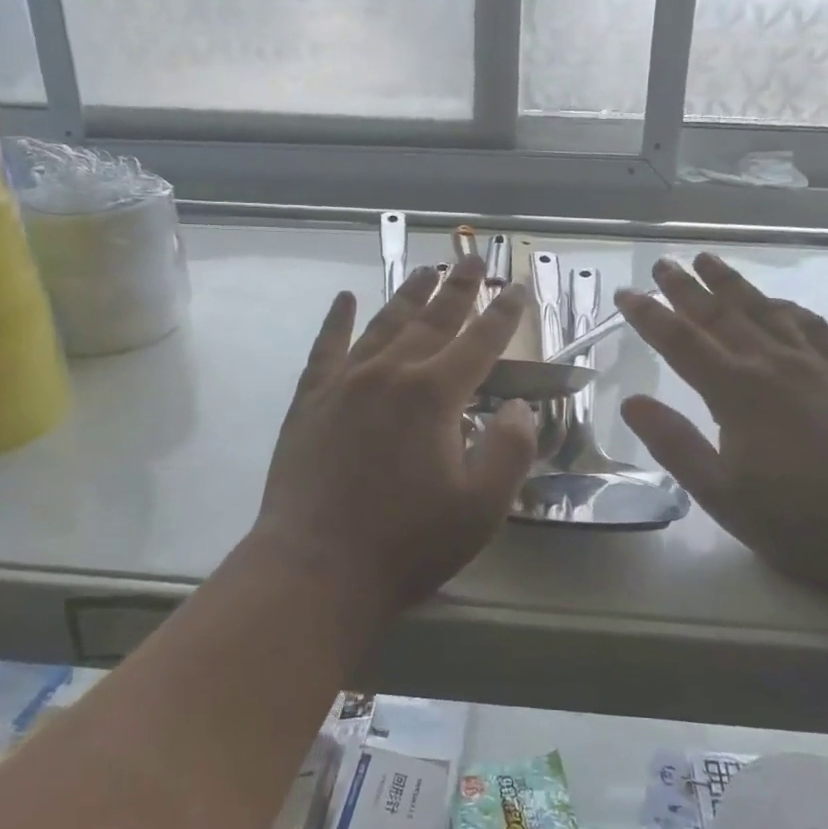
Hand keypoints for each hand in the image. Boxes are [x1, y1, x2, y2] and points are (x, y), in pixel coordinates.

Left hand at [254, 255, 538, 616]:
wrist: (316, 569)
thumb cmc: (408, 543)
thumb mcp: (482, 507)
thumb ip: (510, 449)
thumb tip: (518, 407)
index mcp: (434, 394)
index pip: (480, 342)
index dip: (504, 314)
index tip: (517, 288)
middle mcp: (390, 373)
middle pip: (432, 320)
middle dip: (457, 288)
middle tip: (472, 259)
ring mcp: (344, 383)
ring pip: (383, 324)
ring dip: (407, 295)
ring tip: (424, 271)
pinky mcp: (310, 401)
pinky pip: (326, 348)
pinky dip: (336, 321)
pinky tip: (344, 299)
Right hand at [615, 254, 827, 604]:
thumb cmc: (797, 522)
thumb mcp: (720, 494)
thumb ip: (674, 444)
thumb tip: (632, 402)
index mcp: (738, 392)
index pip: (681, 342)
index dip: (650, 316)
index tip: (626, 294)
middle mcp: (773, 366)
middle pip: (721, 315)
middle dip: (687, 288)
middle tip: (662, 263)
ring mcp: (813, 367)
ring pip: (764, 310)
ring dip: (733, 284)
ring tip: (709, 260)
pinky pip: (809, 326)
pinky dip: (786, 307)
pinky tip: (778, 304)